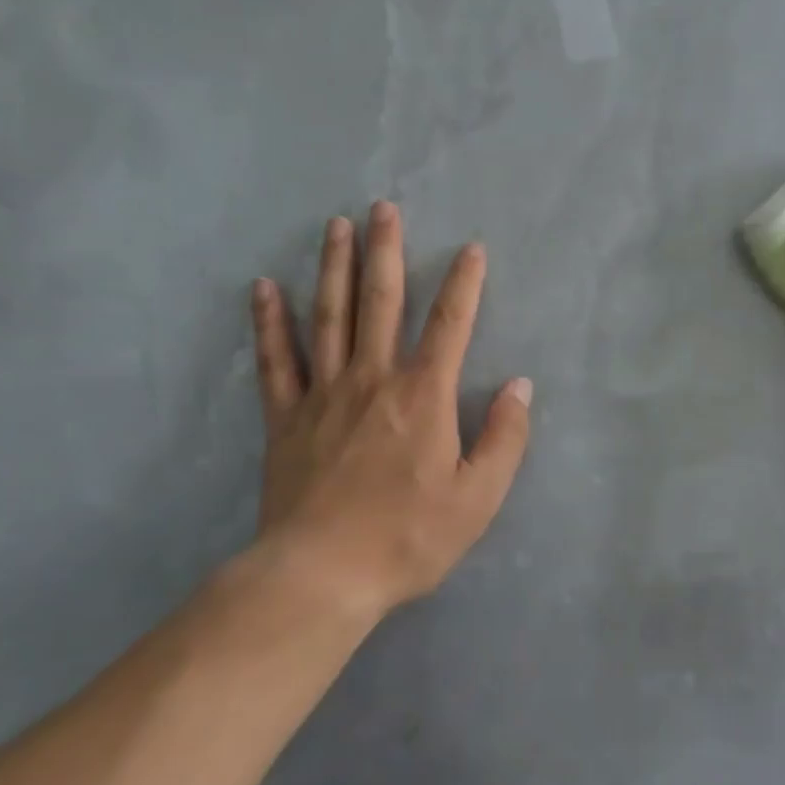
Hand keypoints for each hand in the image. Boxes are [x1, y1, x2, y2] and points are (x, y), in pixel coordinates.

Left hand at [246, 201, 532, 620]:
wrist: (320, 577)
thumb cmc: (407, 537)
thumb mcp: (478, 498)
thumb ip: (504, 438)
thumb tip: (519, 386)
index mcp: (423, 395)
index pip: (450, 324)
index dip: (464, 283)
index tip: (471, 248)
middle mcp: (373, 379)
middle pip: (381, 302)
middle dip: (385, 251)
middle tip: (383, 207)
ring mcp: (324, 394)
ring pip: (330, 316)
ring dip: (335, 267)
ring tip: (337, 226)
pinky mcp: (286, 418)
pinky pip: (276, 360)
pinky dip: (270, 322)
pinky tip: (265, 288)